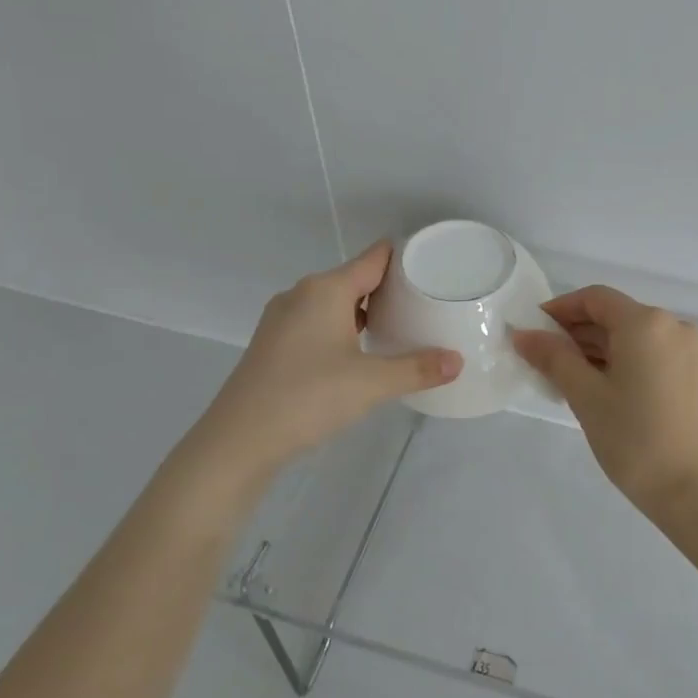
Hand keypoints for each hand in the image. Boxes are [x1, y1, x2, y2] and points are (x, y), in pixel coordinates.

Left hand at [192, 242, 460, 479]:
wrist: (239, 439)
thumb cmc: (308, 397)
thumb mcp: (372, 383)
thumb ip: (417, 369)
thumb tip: (458, 361)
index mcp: (325, 290)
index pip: (373, 258)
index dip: (404, 257)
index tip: (435, 264)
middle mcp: (301, 295)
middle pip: (354, 279)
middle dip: (389, 288)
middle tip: (427, 302)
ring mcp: (282, 320)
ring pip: (334, 303)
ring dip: (365, 311)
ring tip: (400, 326)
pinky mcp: (274, 344)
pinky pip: (318, 323)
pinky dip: (343, 328)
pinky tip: (360, 352)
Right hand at [511, 285, 697, 519]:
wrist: (697, 490)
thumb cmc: (635, 439)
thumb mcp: (586, 396)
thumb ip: (553, 358)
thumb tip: (523, 334)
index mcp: (646, 322)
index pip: (594, 299)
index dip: (559, 309)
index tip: (532, 333)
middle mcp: (672, 326)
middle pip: (615, 315)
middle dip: (576, 333)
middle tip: (542, 361)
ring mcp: (688, 351)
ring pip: (632, 337)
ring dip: (597, 350)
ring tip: (565, 379)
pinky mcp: (694, 375)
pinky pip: (649, 354)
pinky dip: (621, 362)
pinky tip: (599, 388)